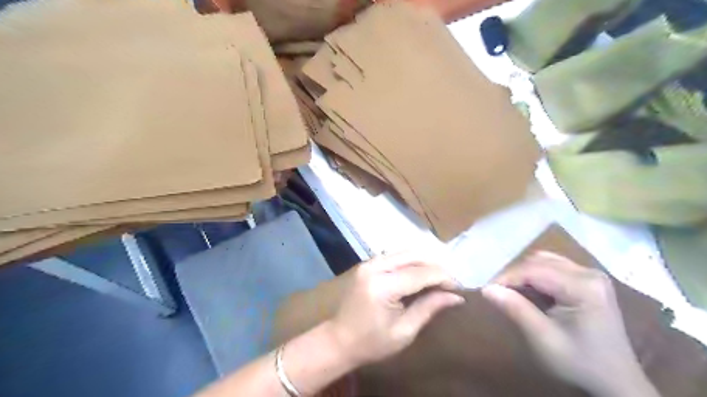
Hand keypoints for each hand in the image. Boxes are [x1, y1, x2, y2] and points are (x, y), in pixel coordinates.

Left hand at [330, 253, 464, 366]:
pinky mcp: (367, 264)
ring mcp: (368, 263)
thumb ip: (429, 308)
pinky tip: (418, 275)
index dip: (444, 278)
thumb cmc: (372, 343)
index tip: (458, 289)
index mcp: (383, 286)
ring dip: (424, 262)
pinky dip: (410, 262)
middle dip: (436, 267)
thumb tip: (456, 296)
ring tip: (437, 279)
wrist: (338, 340)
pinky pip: (394, 256)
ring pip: (404, 252)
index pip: (421, 273)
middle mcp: (375, 267)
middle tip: (449, 283)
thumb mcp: (404, 331)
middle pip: (414, 255)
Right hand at [484, 252, 660, 396]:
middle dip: (514, 274)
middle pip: (539, 261)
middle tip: (496, 291)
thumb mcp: (543, 339)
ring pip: (544, 260)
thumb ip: (516, 309)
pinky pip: (554, 266)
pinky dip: (536, 275)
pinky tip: (529, 290)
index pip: (534, 270)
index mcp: (583, 286)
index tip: (486, 289)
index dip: (506, 277)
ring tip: (510, 290)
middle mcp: (589, 272)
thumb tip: (487, 288)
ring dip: (524, 273)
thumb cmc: (579, 362)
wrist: (616, 382)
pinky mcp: (588, 280)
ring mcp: (591, 274)